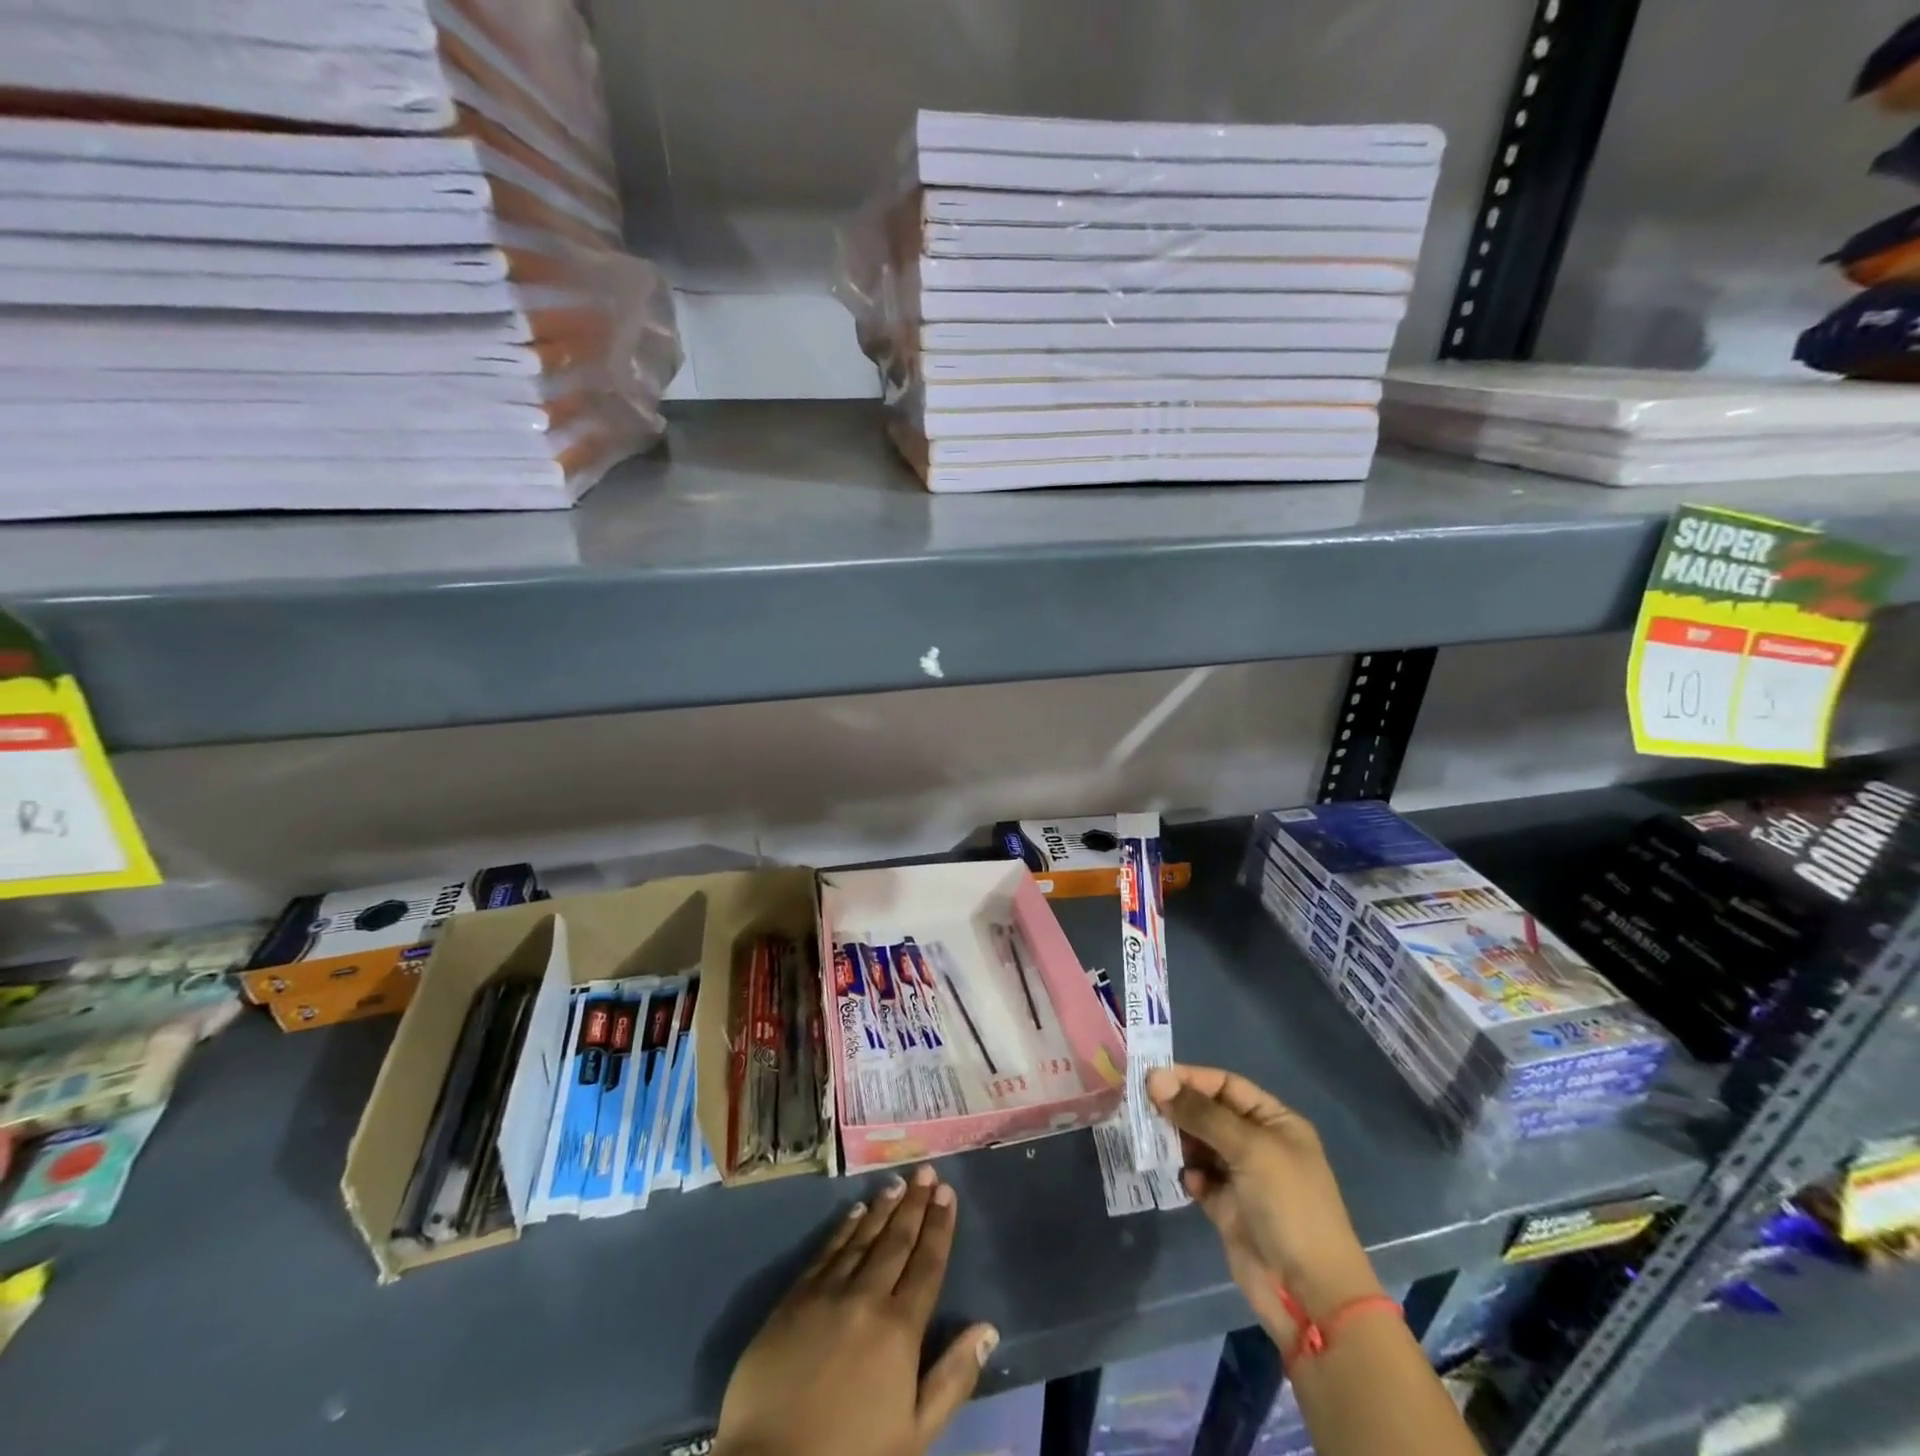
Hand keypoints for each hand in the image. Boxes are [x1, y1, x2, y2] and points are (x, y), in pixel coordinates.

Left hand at [716, 1165, 998, 1455]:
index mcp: (899, 1328)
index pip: (927, 1264)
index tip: (948, 1193)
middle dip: (915, 1204)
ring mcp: (827, 1293)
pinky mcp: (793, 1299)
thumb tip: (987, 1328)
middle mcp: (866, 1297)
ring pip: (861, 1238)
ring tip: (897, 1183)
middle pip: (896, 1241)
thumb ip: (952, 1378)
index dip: (939, 1226)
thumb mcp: (914, 1434)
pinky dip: (843, 1229)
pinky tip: (853, 1212)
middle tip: (926, 1171)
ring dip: (882, 1208)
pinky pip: (825, 1252)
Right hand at [1148, 1064, 1381, 1347]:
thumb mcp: (1249, 1148)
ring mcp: (1242, 1177)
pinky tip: (1186, 1181)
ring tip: (1153, 1139)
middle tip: (1143, 1107)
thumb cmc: (1289, 1206)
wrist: (1309, 1294)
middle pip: (1209, 1113)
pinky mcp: (1226, 1208)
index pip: (1226, 1085)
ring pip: (1199, 1145)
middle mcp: (1258, 1144)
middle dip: (1179, 1109)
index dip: (1191, 1079)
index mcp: (1275, 1122)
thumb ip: (1201, 1113)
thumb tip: (1154, 1078)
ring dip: (1177, 1140)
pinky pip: (1198, 1178)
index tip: (1153, 1079)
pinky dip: (1188, 1174)